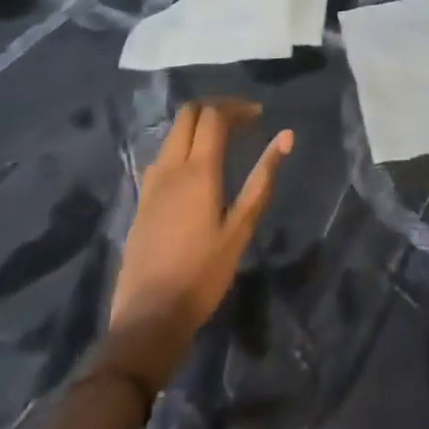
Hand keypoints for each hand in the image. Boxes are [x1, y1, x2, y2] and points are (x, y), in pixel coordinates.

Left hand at [105, 99, 293, 385]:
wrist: (147, 320)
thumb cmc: (202, 275)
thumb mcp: (240, 230)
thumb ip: (262, 180)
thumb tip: (286, 137)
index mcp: (198, 170)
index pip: (213, 115)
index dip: (236, 107)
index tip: (258, 116)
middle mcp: (171, 167)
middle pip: (188, 114)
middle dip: (215, 108)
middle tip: (240, 122)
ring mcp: (151, 183)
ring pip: (172, 133)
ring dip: (197, 126)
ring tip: (222, 143)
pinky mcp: (142, 201)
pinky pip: (163, 155)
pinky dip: (182, 146)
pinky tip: (195, 171)